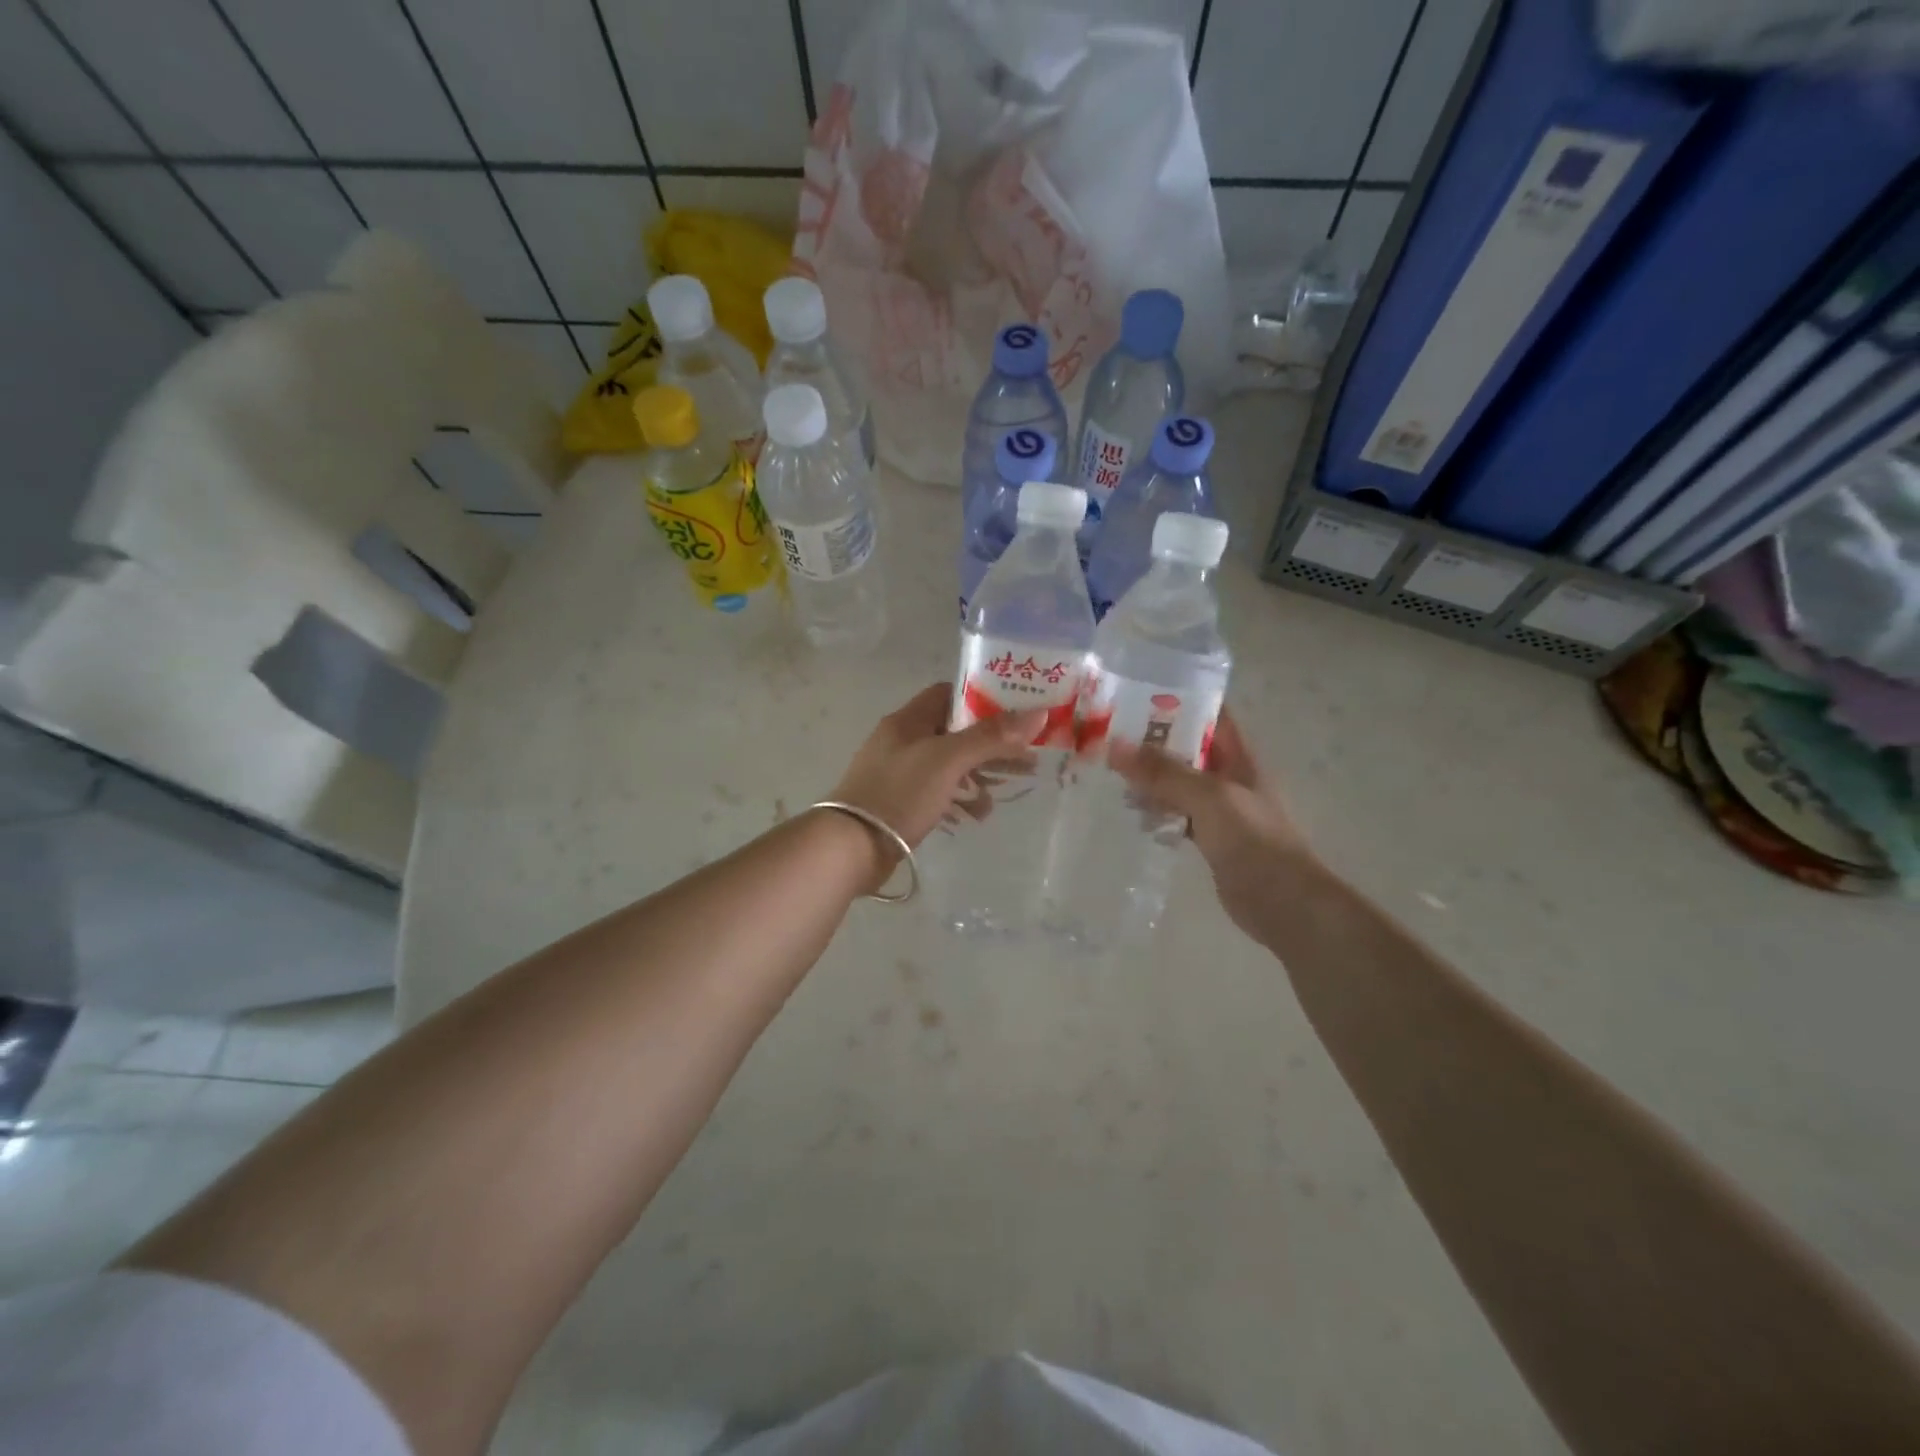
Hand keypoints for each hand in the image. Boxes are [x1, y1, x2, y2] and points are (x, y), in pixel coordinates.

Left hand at [830, 683, 1043, 851]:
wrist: (851, 846)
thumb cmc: (900, 793)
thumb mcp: (948, 760)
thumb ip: (991, 736)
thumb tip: (1037, 713)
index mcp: (908, 720)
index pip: (949, 694)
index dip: (983, 699)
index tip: (1016, 712)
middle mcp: (902, 740)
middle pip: (955, 731)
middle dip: (991, 743)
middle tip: (1026, 756)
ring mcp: (898, 772)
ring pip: (949, 764)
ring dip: (979, 773)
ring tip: (1010, 787)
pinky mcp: (899, 802)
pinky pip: (937, 792)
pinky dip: (960, 798)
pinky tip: (979, 814)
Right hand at [1109, 709, 1315, 937]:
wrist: (1283, 902)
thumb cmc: (1253, 840)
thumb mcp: (1208, 797)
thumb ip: (1163, 772)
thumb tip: (1115, 746)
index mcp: (1239, 756)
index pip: (1211, 714)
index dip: (1181, 699)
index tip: (1138, 691)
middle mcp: (1230, 776)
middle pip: (1189, 747)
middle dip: (1154, 739)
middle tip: (1109, 731)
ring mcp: (1220, 809)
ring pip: (1179, 782)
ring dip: (1150, 775)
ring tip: (1109, 767)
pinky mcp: (1210, 838)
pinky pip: (1177, 813)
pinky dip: (1156, 809)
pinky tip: (1129, 810)